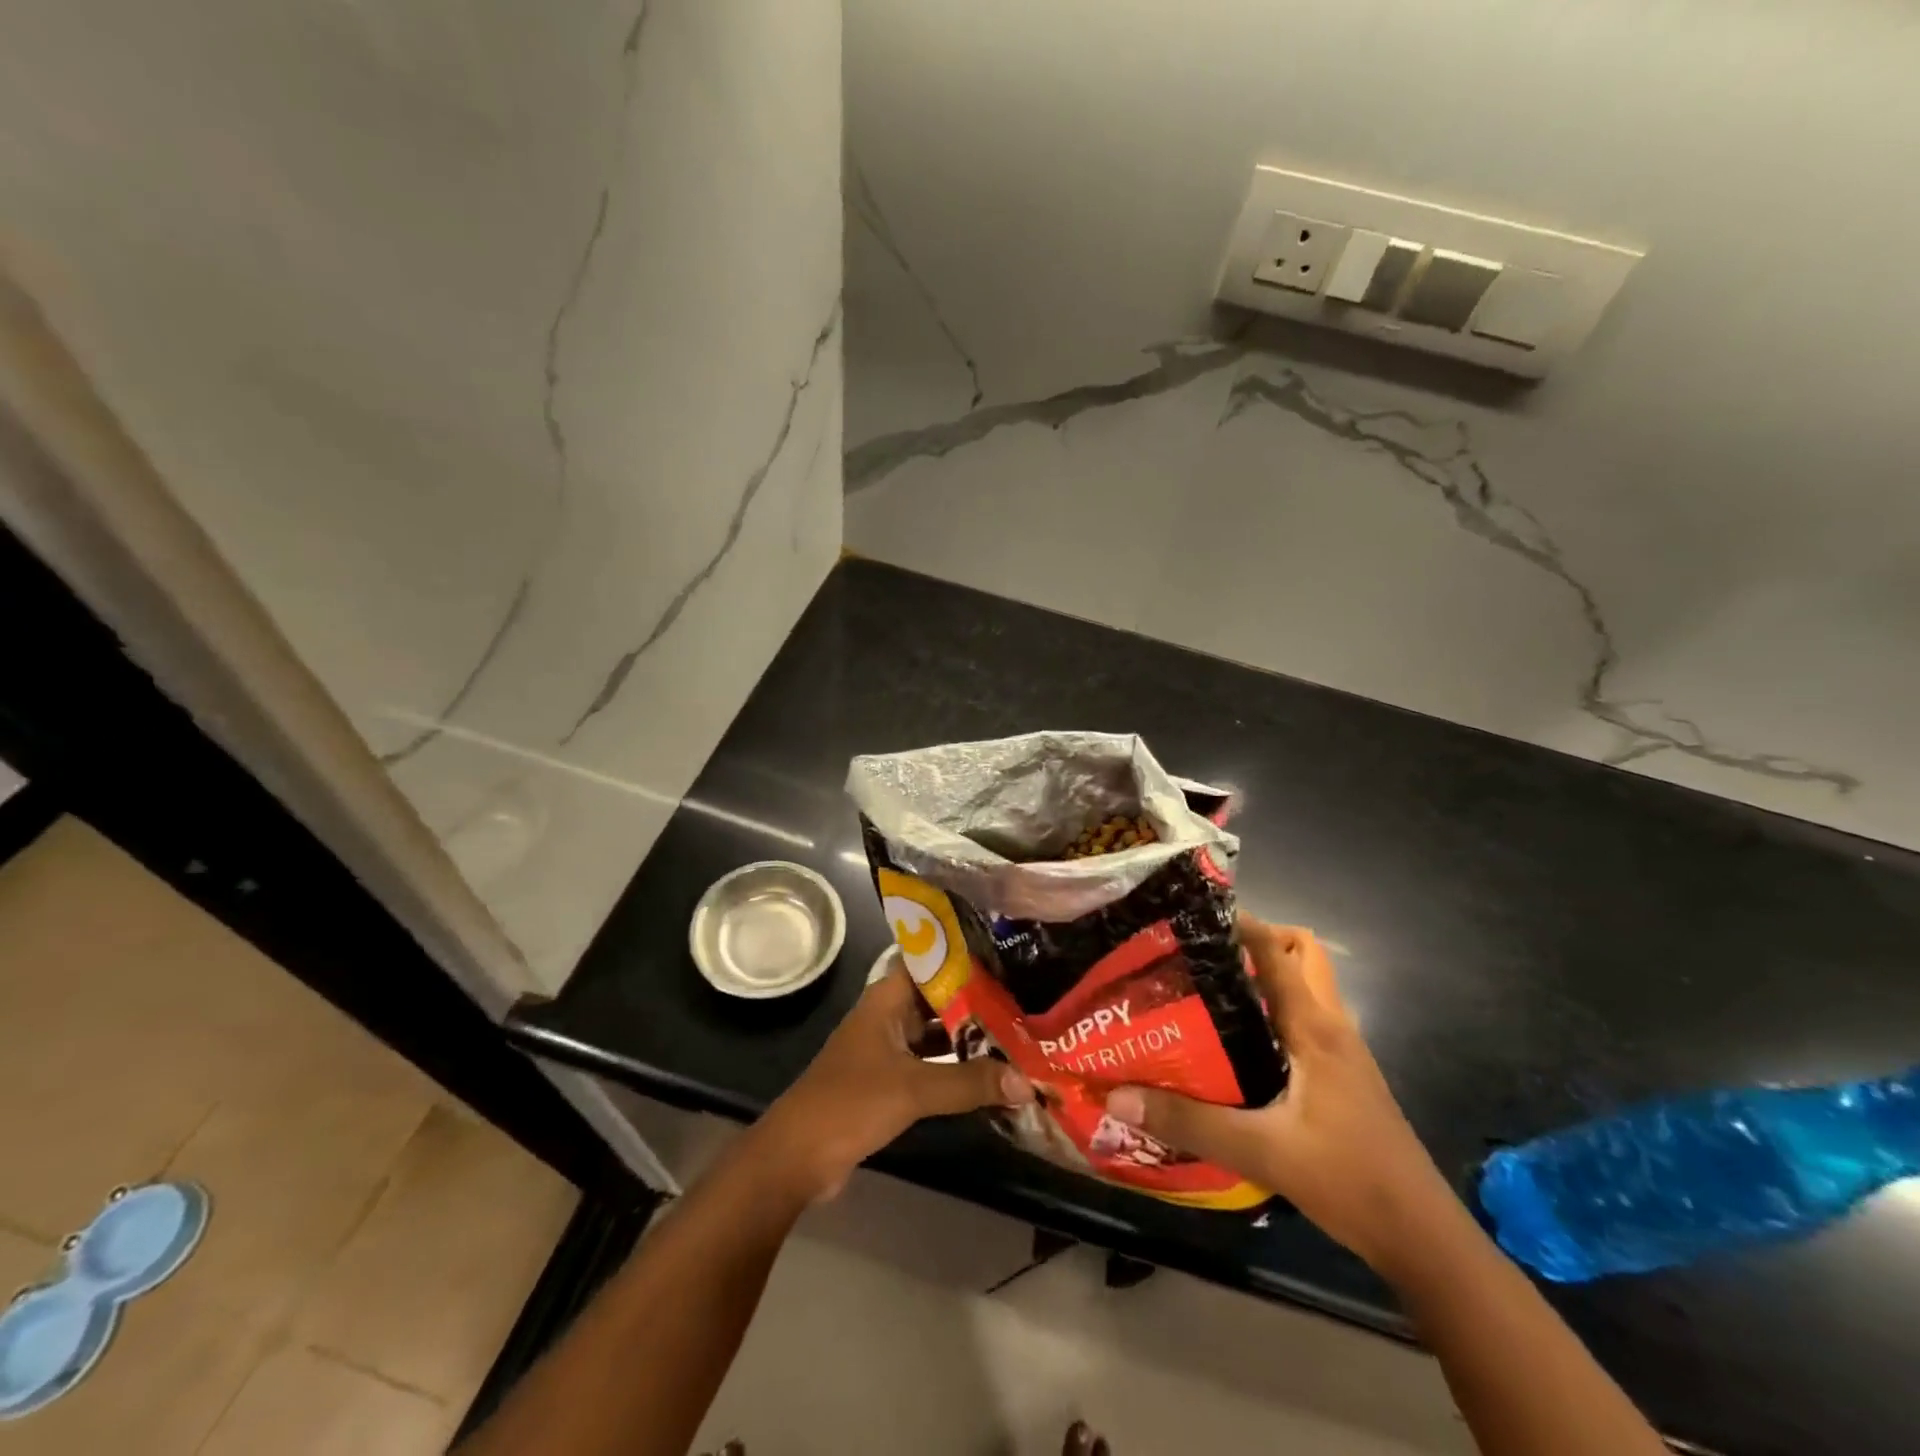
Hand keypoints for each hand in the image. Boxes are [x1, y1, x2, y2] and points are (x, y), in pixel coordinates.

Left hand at [755, 968, 1034, 1202]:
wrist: (798, 1156)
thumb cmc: (850, 1102)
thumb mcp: (913, 1088)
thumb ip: (969, 1083)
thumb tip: (1027, 1081)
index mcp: (887, 998)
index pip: (931, 962)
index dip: (966, 958)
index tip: (1007, 957)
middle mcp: (888, 1016)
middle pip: (939, 998)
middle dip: (978, 1001)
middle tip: (1024, 998)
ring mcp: (888, 1049)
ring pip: (936, 1033)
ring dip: (970, 1037)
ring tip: (1018, 1034)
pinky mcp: (889, 1081)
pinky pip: (931, 1064)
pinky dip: (957, 1067)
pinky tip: (990, 1074)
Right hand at [1104, 917, 1457, 1273]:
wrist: (1422, 1238)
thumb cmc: (1350, 1180)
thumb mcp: (1261, 1151)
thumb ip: (1189, 1122)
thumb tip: (1118, 1096)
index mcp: (1315, 1027)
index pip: (1277, 949)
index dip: (1239, 922)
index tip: (1191, 916)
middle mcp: (1331, 1026)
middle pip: (1300, 954)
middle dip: (1255, 942)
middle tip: (1201, 955)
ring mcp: (1341, 1052)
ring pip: (1304, 987)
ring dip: (1263, 977)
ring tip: (1205, 992)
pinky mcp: (1341, 1076)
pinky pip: (1303, 1021)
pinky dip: (1272, 1013)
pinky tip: (1234, 1045)